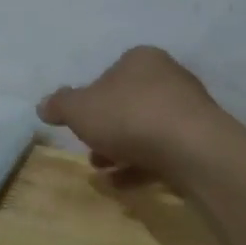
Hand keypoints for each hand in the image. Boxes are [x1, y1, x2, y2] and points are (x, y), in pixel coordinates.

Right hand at [38, 46, 228, 184]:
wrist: (192, 148)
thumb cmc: (129, 117)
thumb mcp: (80, 109)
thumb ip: (60, 105)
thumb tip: (43, 105)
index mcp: (141, 59)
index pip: (110, 74)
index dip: (91, 100)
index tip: (80, 125)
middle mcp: (169, 77)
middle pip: (129, 103)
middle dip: (107, 130)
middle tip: (91, 153)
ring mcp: (189, 109)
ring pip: (147, 129)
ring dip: (122, 151)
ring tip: (104, 172)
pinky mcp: (201, 140)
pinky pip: (165, 151)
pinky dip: (143, 166)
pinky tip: (125, 185)